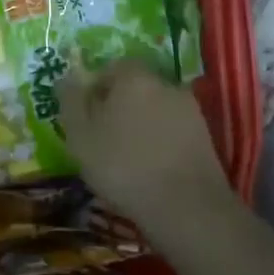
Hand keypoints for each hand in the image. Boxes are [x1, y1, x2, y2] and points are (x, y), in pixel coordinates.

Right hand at [58, 60, 233, 225]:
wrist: (185, 206)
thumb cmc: (122, 165)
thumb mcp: (80, 135)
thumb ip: (71, 101)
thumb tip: (68, 77)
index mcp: (134, 77)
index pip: (112, 67)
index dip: (95, 88)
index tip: (85, 114)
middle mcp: (166, 84)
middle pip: (136, 87)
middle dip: (119, 105)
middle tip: (103, 135)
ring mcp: (190, 110)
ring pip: (156, 109)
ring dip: (142, 125)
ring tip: (127, 156)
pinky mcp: (205, 137)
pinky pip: (173, 130)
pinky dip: (160, 141)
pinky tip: (151, 166)